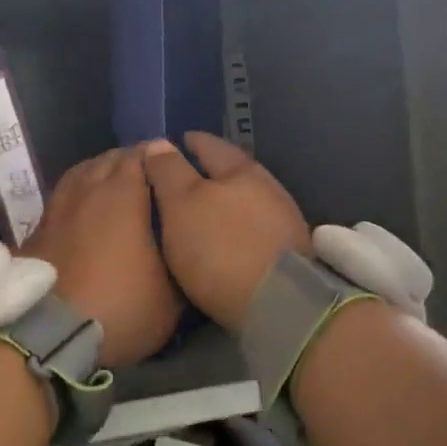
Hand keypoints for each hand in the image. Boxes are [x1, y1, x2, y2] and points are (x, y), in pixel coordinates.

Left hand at [23, 148, 181, 366]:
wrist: (47, 336)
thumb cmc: (119, 307)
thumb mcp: (171, 298)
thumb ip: (182, 265)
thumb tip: (188, 250)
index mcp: (124, 194)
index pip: (142, 154)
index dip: (159, 156)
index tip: (173, 166)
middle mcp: (88, 190)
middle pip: (109, 159)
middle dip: (129, 162)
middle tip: (148, 178)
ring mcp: (57, 209)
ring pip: (81, 174)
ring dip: (99, 174)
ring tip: (114, 188)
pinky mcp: (35, 232)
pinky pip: (61, 200)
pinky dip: (77, 200)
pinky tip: (84, 216)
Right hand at [142, 133, 311, 331]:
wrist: (279, 303)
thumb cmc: (222, 246)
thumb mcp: (182, 204)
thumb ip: (169, 172)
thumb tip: (159, 143)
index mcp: (242, 170)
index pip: (211, 145)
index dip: (189, 142)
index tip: (173, 142)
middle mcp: (268, 188)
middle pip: (232, 172)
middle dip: (207, 173)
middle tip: (179, 178)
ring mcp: (282, 222)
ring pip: (245, 201)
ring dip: (223, 203)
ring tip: (196, 212)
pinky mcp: (288, 253)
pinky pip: (253, 229)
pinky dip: (234, 229)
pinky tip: (222, 240)